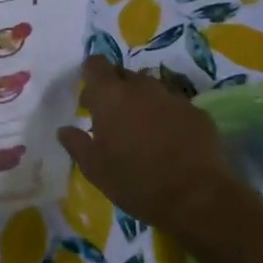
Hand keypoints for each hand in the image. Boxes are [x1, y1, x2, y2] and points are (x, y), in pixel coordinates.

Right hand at [56, 58, 247, 235]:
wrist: (197, 198)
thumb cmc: (135, 182)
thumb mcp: (94, 169)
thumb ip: (76, 143)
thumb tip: (65, 129)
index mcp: (111, 96)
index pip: (96, 64)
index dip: (91, 75)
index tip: (89, 98)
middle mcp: (142, 88)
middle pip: (124, 75)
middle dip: (116, 90)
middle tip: (113, 119)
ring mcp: (173, 98)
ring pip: (151, 90)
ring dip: (143, 103)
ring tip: (143, 132)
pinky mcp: (198, 113)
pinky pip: (175, 106)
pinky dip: (168, 117)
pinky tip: (170, 142)